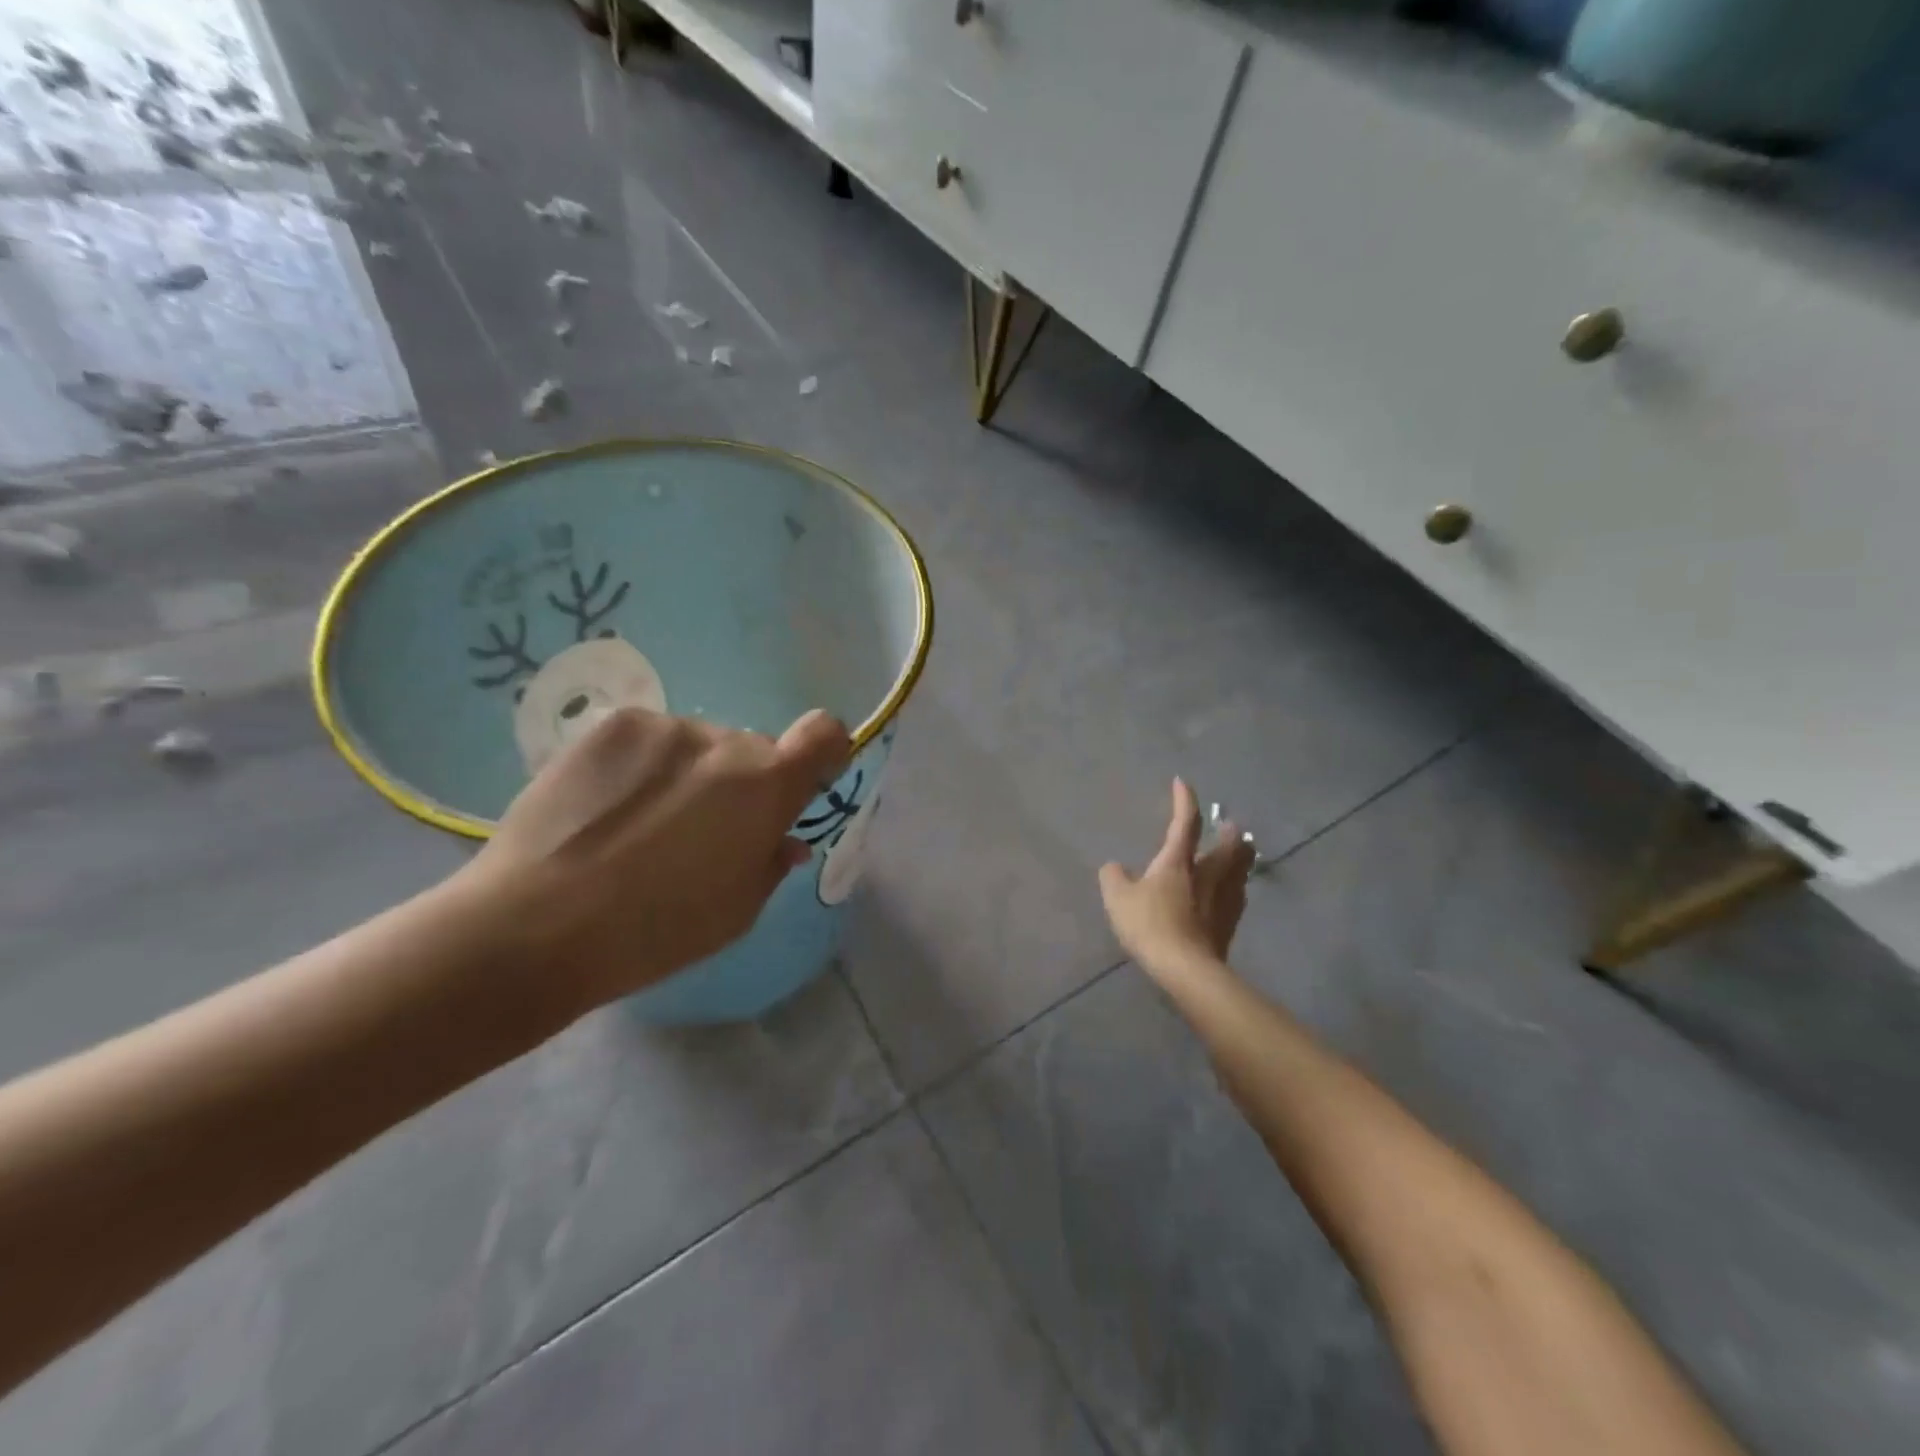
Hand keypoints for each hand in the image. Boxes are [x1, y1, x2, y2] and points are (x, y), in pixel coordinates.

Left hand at [455, 705, 849, 1015]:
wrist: (534, 926)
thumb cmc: (655, 931)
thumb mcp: (737, 912)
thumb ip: (772, 862)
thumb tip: (784, 838)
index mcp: (766, 785)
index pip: (824, 733)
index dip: (822, 753)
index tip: (801, 785)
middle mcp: (723, 741)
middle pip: (752, 752)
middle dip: (740, 785)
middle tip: (698, 834)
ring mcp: (663, 727)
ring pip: (698, 747)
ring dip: (688, 776)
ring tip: (639, 827)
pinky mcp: (610, 726)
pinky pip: (650, 741)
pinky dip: (643, 767)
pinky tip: (606, 810)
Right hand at [1099, 778, 1255, 978]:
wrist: (1187, 968)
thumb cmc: (1150, 925)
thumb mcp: (1118, 899)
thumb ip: (1114, 878)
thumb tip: (1114, 867)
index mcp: (1179, 861)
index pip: (1185, 821)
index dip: (1184, 800)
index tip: (1182, 782)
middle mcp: (1208, 873)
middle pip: (1230, 845)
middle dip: (1230, 832)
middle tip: (1229, 825)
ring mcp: (1225, 898)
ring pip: (1241, 869)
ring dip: (1241, 857)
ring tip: (1238, 855)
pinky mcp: (1231, 923)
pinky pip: (1238, 895)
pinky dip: (1236, 886)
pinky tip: (1232, 893)